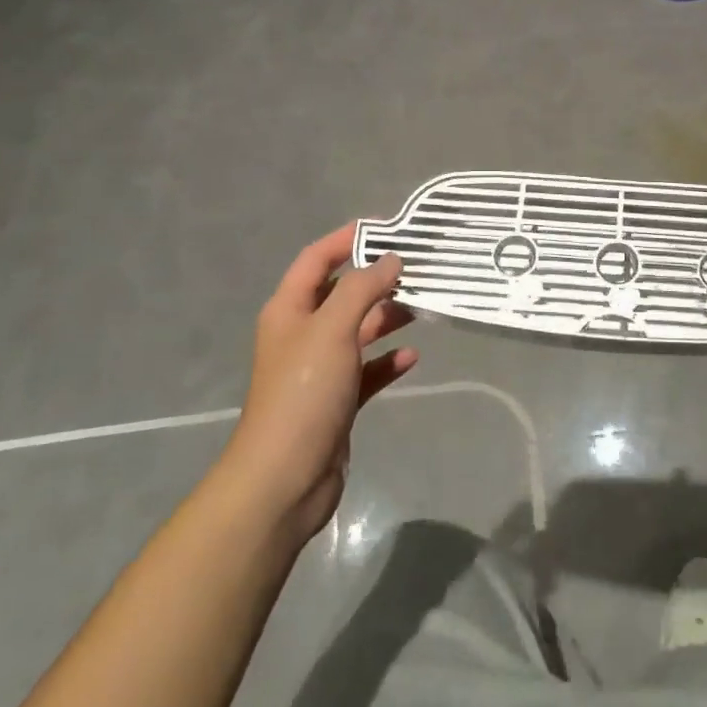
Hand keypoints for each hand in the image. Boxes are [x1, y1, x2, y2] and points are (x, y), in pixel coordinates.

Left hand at [221, 225, 417, 546]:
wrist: (285, 478)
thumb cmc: (304, 392)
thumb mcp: (332, 329)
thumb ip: (363, 289)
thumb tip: (391, 260)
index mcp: (290, 310)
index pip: (316, 258)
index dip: (346, 238)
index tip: (387, 228)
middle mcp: (302, 334)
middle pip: (342, 293)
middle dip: (376, 279)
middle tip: (417, 269)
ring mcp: (319, 369)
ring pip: (358, 330)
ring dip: (386, 318)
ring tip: (422, 308)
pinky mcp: (337, 401)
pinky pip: (367, 370)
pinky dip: (387, 361)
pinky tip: (412, 357)